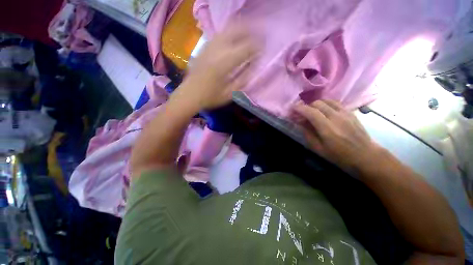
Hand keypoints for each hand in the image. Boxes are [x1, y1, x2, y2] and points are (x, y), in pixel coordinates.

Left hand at [171, 25, 258, 111]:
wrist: (190, 94)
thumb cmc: (211, 97)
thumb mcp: (230, 93)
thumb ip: (243, 79)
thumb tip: (254, 67)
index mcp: (225, 63)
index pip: (246, 48)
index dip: (257, 48)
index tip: (262, 51)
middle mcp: (217, 49)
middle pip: (237, 31)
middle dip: (251, 33)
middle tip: (257, 40)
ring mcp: (209, 46)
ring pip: (228, 29)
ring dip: (241, 31)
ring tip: (248, 38)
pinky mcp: (204, 47)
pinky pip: (220, 34)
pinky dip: (230, 34)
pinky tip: (234, 41)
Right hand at [294, 100, 381, 173]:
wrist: (366, 155)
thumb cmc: (340, 155)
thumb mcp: (319, 149)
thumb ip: (308, 134)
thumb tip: (300, 123)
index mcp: (327, 128)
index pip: (311, 112)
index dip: (300, 108)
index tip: (292, 108)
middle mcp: (336, 117)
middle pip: (318, 103)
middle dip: (307, 106)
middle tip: (302, 113)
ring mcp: (345, 113)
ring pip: (327, 101)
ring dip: (316, 104)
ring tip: (312, 111)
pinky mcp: (350, 112)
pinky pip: (335, 103)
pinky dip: (326, 104)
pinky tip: (324, 110)